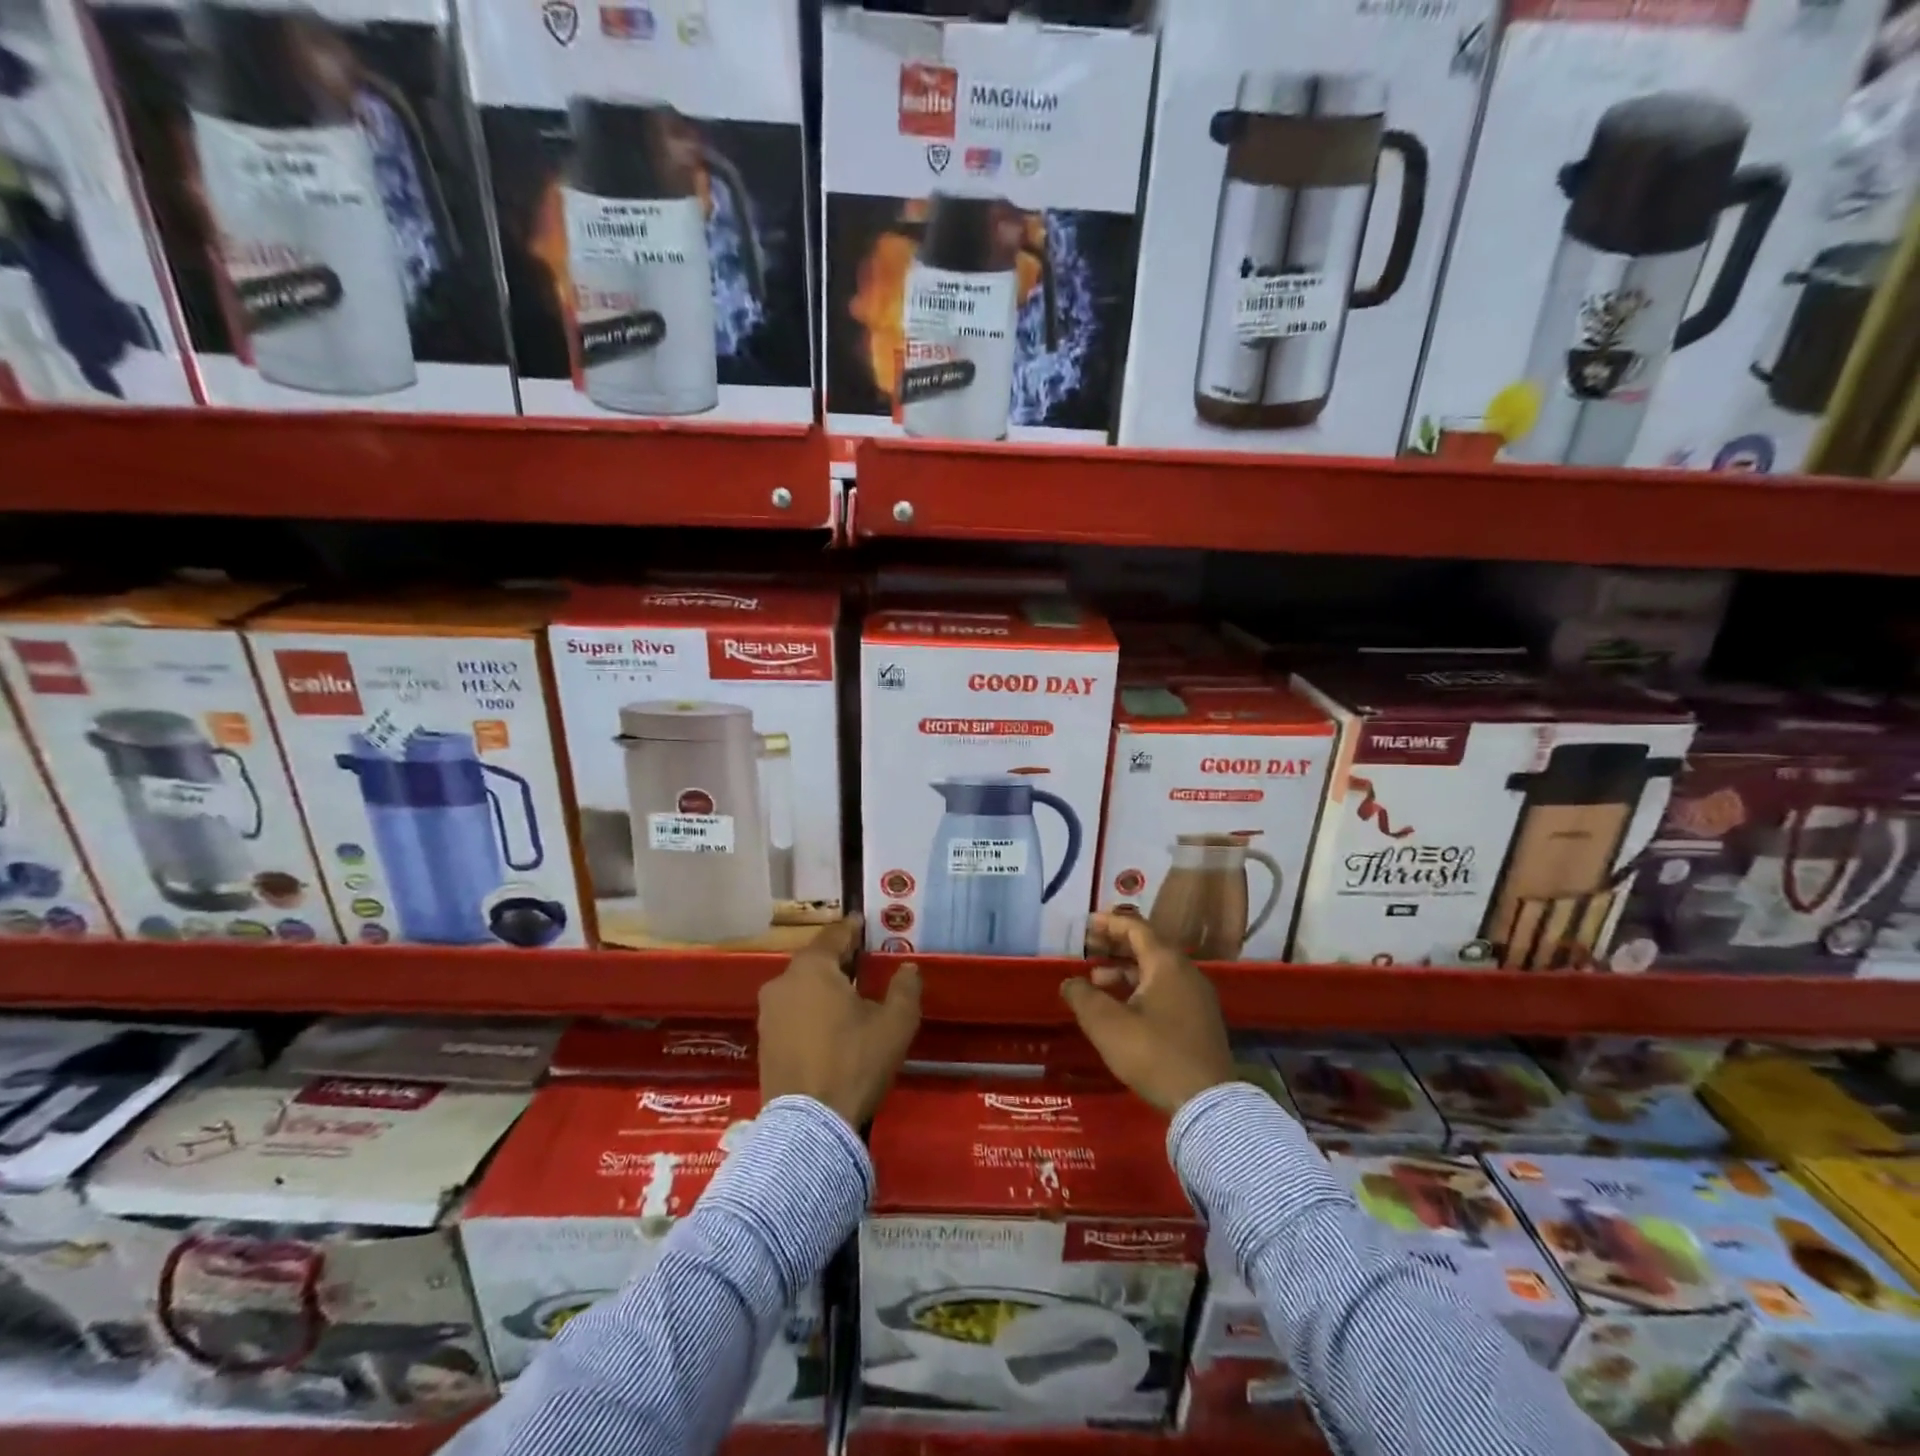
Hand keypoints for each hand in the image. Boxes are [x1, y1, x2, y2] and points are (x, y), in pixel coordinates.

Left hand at [758, 917, 921, 1127]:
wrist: (808, 1126)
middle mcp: (782, 982)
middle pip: (815, 961)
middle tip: (863, 962)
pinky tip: (828, 1026)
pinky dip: (809, 1011)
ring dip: (822, 987)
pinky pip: (791, 1013)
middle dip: (838, 960)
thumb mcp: (895, 1024)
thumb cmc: (854, 1063)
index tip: (863, 922)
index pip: (835, 936)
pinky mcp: (763, 1042)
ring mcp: (768, 1014)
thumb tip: (908, 968)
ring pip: (801, 988)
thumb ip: (905, 989)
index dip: (852, 928)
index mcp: (812, 968)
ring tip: (848, 996)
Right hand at [1061, 913, 1235, 1113]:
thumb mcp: (1107, 1024)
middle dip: (1115, 946)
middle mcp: (1186, 972)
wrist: (1207, 1103)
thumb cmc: (1153, 1053)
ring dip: (1125, 971)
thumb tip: (1070, 983)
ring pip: (1156, 971)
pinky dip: (1141, 988)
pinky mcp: (1200, 1020)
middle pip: (1148, 947)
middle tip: (1088, 949)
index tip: (1087, 923)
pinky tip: (1122, 1008)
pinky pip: (1166, 990)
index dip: (1110, 923)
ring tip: (1096, 983)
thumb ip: (1083, 996)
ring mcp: (1197, 997)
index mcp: (1167, 963)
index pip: (1136, 928)